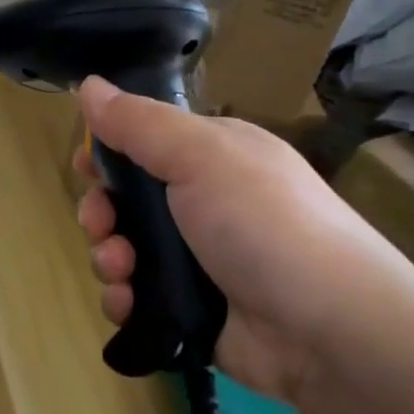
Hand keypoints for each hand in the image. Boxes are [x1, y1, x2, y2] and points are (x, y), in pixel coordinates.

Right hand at [73, 77, 413, 404]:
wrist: (328, 328)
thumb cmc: (262, 222)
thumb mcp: (201, 155)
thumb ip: (139, 123)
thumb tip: (89, 84)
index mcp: (213, 158)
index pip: (146, 144)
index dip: (109, 154)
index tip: (86, 168)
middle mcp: (205, 205)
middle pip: (128, 202)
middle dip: (102, 213)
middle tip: (101, 225)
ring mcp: (199, 262)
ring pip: (127, 252)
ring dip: (109, 258)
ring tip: (121, 272)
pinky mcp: (193, 312)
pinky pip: (139, 300)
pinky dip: (125, 300)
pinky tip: (128, 305)